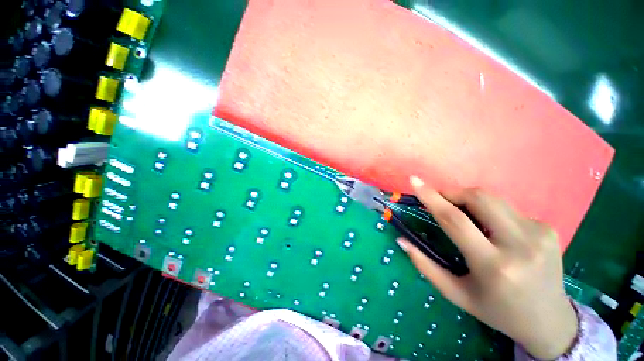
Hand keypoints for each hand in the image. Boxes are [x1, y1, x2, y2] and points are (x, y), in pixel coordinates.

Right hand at [397, 176, 577, 359]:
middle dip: (452, 193)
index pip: (455, 220)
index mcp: (494, 266)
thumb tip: (401, 239)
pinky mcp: (548, 228)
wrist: (550, 321)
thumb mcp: (455, 293)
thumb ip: (425, 265)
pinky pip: (507, 210)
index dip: (431, 197)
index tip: (415, 181)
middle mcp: (520, 245)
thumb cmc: (496, 310)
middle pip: (478, 198)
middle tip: (439, 201)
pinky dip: (489, 213)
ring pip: (493, 199)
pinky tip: (492, 231)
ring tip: (462, 215)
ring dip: (468, 200)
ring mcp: (539, 234)